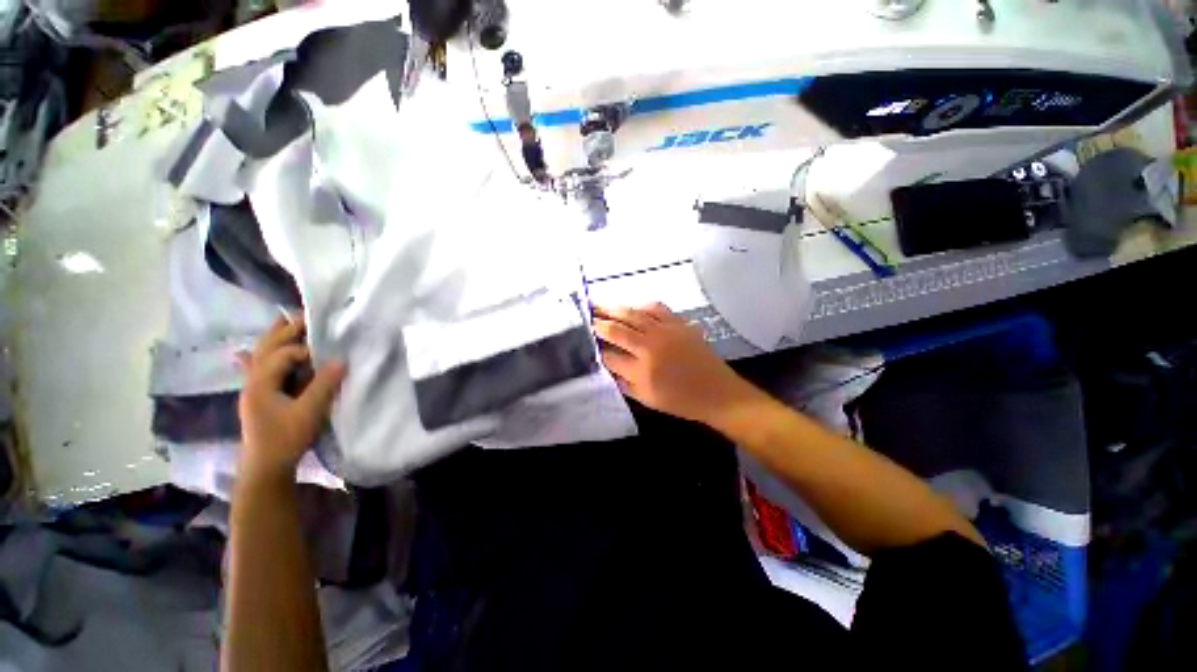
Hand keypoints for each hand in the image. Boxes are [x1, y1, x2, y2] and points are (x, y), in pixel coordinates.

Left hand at [236, 317, 345, 484]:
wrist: (265, 466)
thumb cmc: (286, 439)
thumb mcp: (309, 412)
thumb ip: (324, 384)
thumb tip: (341, 359)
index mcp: (262, 382)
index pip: (283, 354)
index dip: (306, 349)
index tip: (328, 351)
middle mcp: (253, 380)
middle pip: (267, 348)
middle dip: (285, 330)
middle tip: (305, 315)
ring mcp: (252, 388)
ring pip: (260, 356)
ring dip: (273, 338)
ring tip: (284, 321)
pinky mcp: (257, 397)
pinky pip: (253, 370)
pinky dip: (252, 358)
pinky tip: (242, 354)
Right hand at [592, 303, 762, 425]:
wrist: (717, 392)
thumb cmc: (680, 401)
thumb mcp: (646, 398)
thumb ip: (622, 381)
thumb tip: (606, 364)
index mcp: (641, 370)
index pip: (609, 354)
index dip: (595, 347)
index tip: (584, 340)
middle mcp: (650, 346)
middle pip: (617, 329)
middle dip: (598, 321)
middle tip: (585, 314)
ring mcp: (665, 332)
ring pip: (633, 314)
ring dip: (614, 309)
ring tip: (599, 305)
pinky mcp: (679, 324)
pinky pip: (656, 308)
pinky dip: (641, 306)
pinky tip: (633, 308)